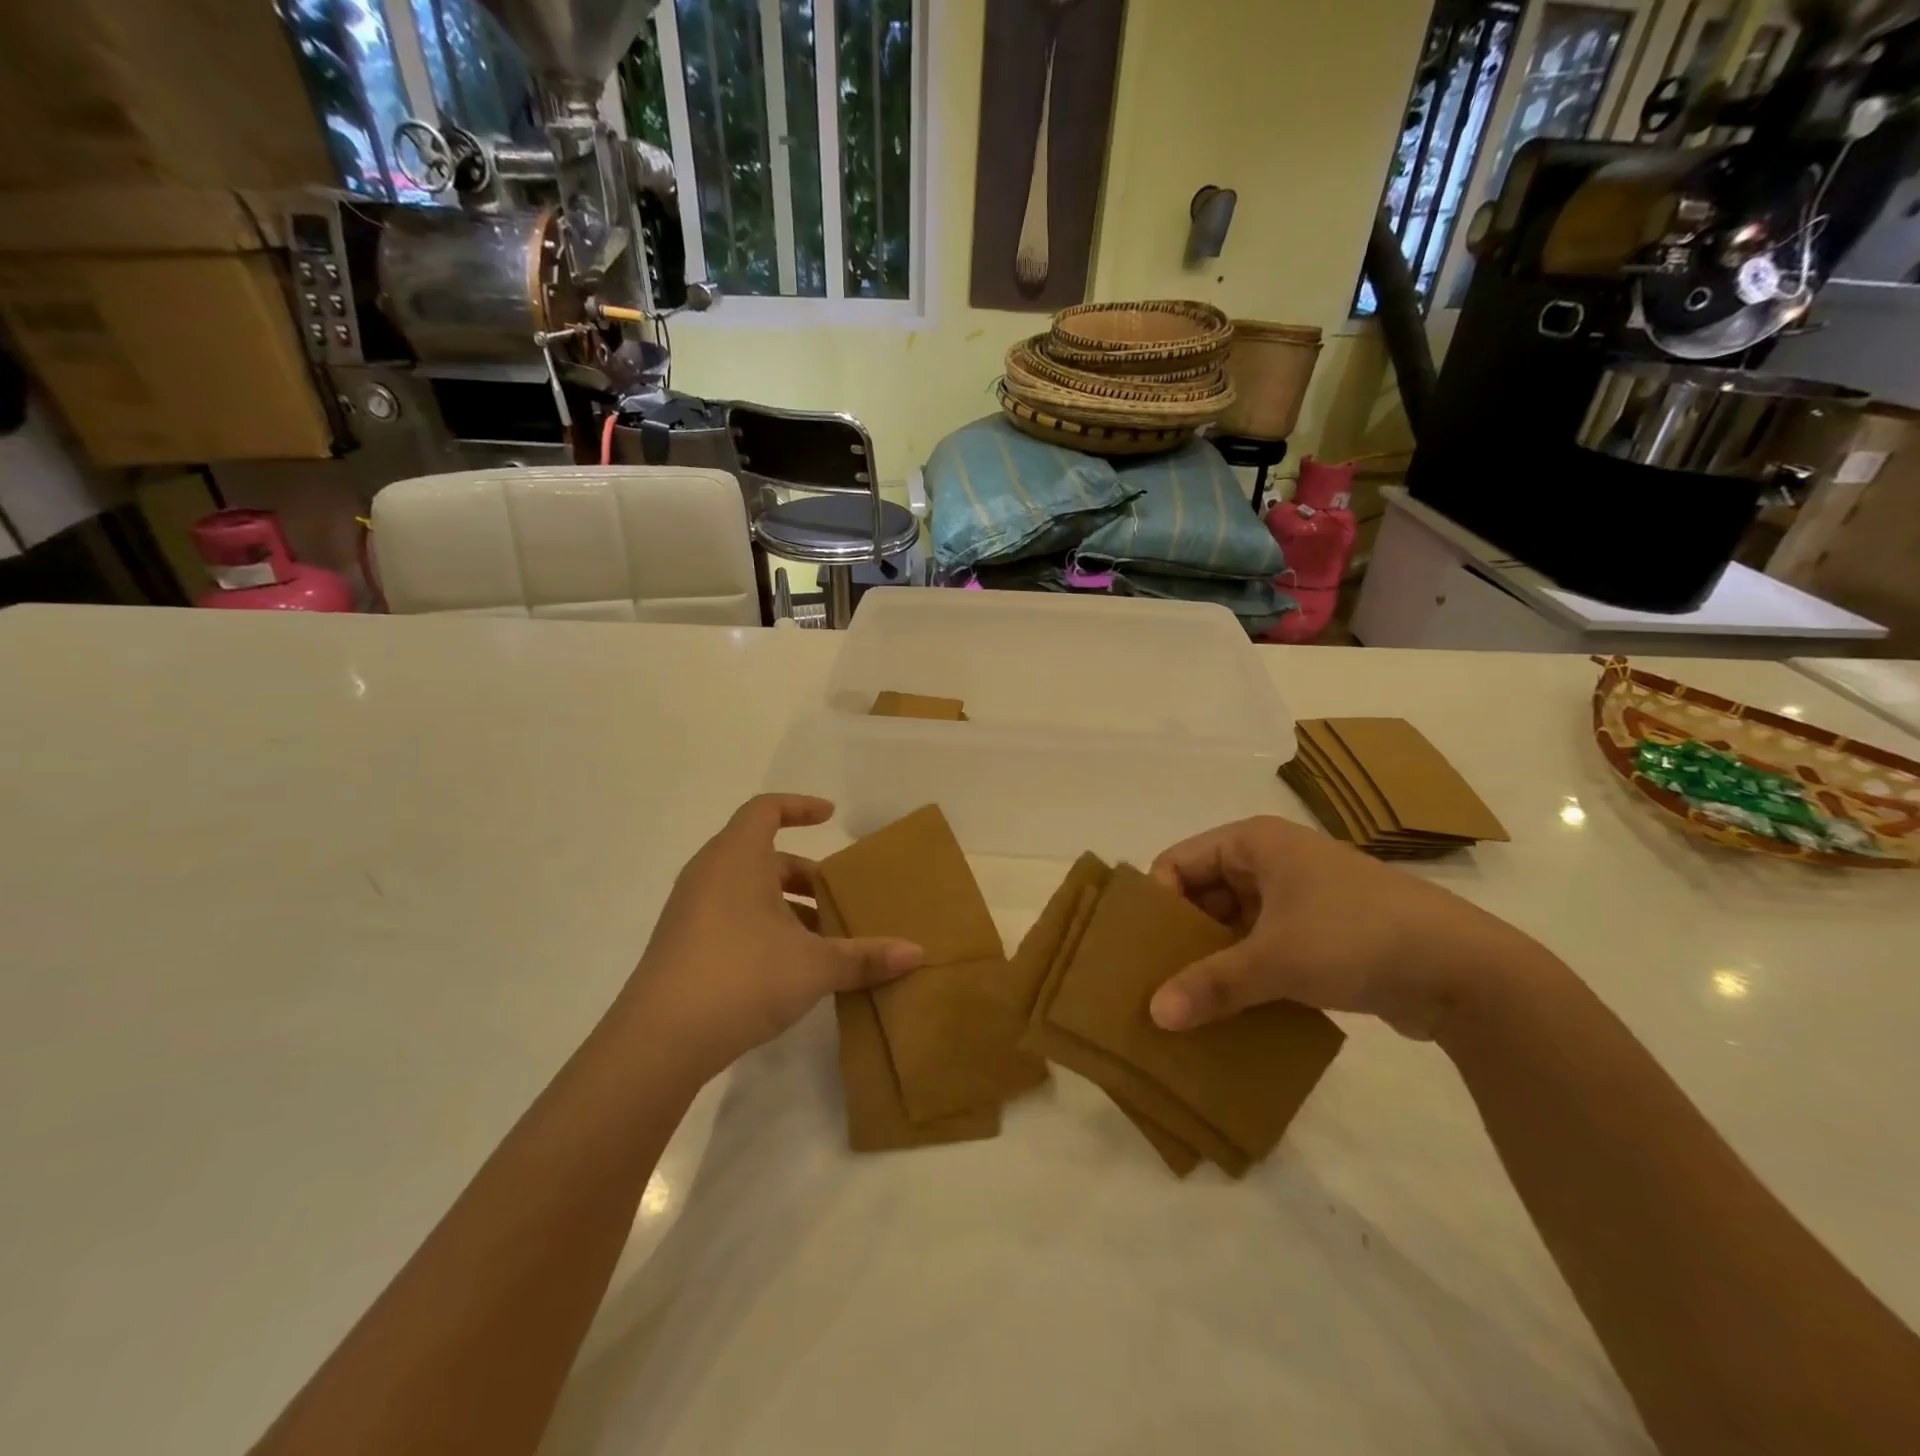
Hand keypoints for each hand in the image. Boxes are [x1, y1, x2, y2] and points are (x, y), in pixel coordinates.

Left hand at [620, 795, 922, 1079]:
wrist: (658, 1041)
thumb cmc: (741, 977)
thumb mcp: (814, 966)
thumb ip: (865, 957)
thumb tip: (918, 953)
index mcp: (737, 858)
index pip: (766, 809)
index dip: (800, 806)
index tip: (831, 817)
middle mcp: (709, 874)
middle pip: (761, 854)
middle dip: (804, 873)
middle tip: (838, 896)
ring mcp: (691, 910)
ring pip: (746, 889)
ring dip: (785, 904)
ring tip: (822, 937)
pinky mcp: (683, 944)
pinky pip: (730, 915)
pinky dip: (763, 925)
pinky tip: (789, 965)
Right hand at [1147, 816, 1542, 1039]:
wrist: (1465, 970)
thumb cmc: (1355, 937)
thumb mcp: (1274, 959)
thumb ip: (1211, 985)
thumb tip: (1155, 1015)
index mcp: (1254, 843)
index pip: (1179, 862)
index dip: (1157, 903)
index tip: (1140, 952)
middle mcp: (1271, 861)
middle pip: (1203, 894)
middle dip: (1181, 938)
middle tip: (1155, 983)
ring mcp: (1298, 898)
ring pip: (1233, 925)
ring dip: (1212, 961)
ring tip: (1185, 1004)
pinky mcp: (1320, 935)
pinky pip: (1263, 947)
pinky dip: (1244, 974)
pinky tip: (1228, 1011)